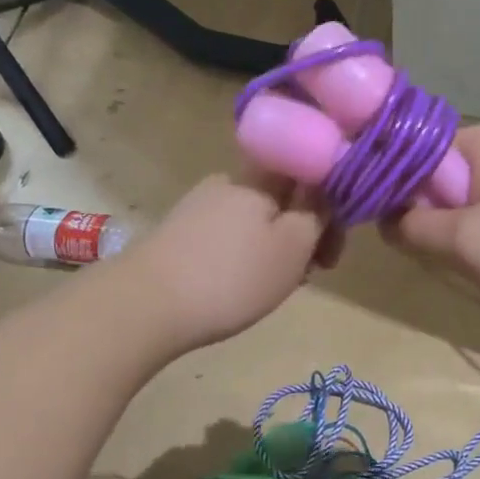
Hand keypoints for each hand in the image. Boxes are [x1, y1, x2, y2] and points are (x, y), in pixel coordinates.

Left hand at [123, 169, 337, 349]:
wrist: (145, 306)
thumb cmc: (232, 276)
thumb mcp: (293, 247)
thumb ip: (318, 214)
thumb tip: (328, 189)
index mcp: (258, 178)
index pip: (307, 172)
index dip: (331, 203)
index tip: (334, 243)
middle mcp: (227, 183)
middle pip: (282, 199)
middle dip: (304, 232)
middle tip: (312, 272)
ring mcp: (198, 208)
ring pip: (256, 221)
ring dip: (277, 248)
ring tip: (278, 287)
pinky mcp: (179, 235)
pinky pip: (229, 238)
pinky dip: (246, 258)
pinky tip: (242, 288)